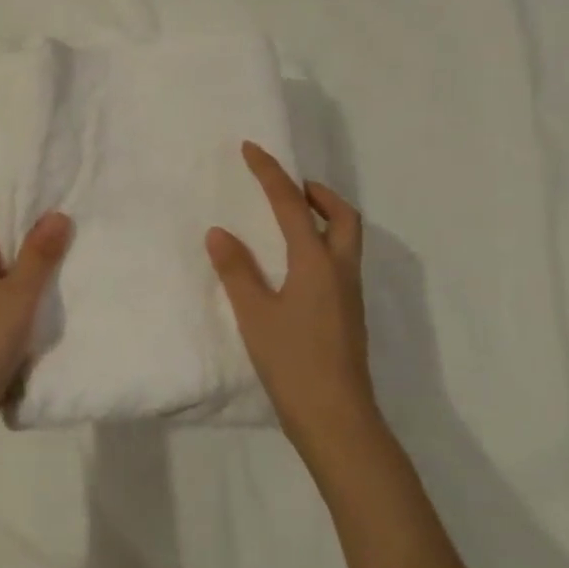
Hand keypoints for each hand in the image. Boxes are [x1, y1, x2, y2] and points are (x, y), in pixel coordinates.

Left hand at [0, 182, 71, 439]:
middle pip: (3, 222)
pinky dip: (38, 273)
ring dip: (39, 243)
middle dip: (35, 209)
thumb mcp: (17, 296)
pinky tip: (66, 276)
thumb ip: (39, 256)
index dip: (16, 178)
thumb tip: (58, 212)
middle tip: (78, 194)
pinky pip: (16, 281)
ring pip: (12, 253)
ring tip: (80, 228)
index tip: (51, 167)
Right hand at [206, 142, 378, 460]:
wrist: (336, 419)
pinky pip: (339, 261)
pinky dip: (320, 244)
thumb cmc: (293, 361)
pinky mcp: (347, 314)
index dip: (270, 173)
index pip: (292, 205)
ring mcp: (349, 294)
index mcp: (317, 263)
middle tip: (288, 188)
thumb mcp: (255, 314)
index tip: (252, 148)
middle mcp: (340, 271)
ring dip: (322, 218)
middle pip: (343, 217)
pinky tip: (293, 263)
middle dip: (318, 193)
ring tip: (287, 219)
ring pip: (346, 239)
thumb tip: (219, 232)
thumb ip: (236, 270)